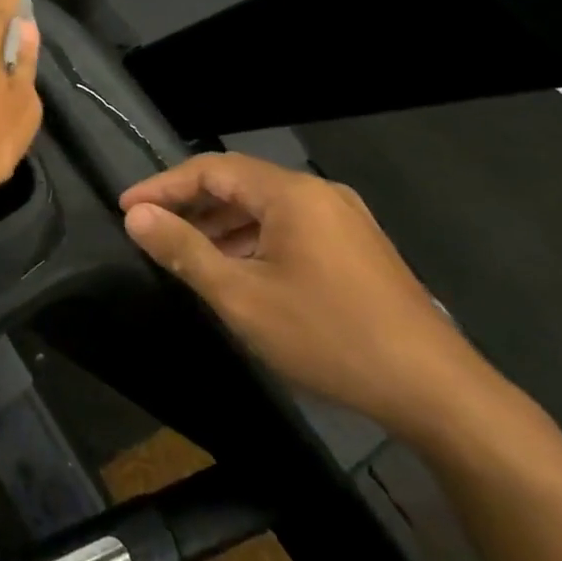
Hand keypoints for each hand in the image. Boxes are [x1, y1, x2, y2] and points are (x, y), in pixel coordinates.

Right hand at [120, 153, 495, 437]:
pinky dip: (253, 240)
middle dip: (191, 204)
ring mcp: (344, 220)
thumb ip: (184, 250)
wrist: (435, 391)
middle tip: (151, 230)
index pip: (211, 169)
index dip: (163, 186)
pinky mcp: (357, 248)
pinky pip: (290, 227)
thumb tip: (137, 216)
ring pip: (265, 207)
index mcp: (291, 193)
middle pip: (239, 183)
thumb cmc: (328, 336)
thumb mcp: (241, 296)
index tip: (126, 209)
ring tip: (186, 253)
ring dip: (221, 225)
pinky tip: (238, 271)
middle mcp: (319, 194)